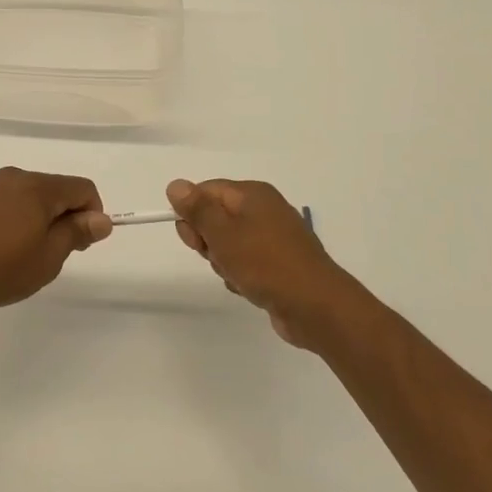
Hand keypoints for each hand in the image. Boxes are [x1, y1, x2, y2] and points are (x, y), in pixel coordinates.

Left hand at [0, 167, 112, 320]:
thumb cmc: (2, 268)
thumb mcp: (49, 256)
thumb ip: (77, 232)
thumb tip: (102, 219)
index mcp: (37, 186)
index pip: (82, 188)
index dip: (92, 214)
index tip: (82, 244)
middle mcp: (15, 177)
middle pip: (57, 189)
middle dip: (66, 217)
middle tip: (56, 255)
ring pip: (33, 196)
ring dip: (42, 219)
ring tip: (28, 255)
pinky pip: (11, 202)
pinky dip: (20, 219)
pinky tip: (6, 249)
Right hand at [167, 178, 357, 346]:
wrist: (316, 307)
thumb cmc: (265, 264)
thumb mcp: (223, 234)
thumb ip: (197, 209)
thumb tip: (175, 184)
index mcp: (252, 194)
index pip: (206, 190)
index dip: (192, 212)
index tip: (191, 238)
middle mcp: (264, 210)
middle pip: (216, 217)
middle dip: (208, 241)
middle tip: (218, 257)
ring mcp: (274, 238)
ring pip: (229, 244)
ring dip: (224, 262)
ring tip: (238, 276)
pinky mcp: (279, 264)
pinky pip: (246, 263)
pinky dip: (241, 275)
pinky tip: (249, 288)